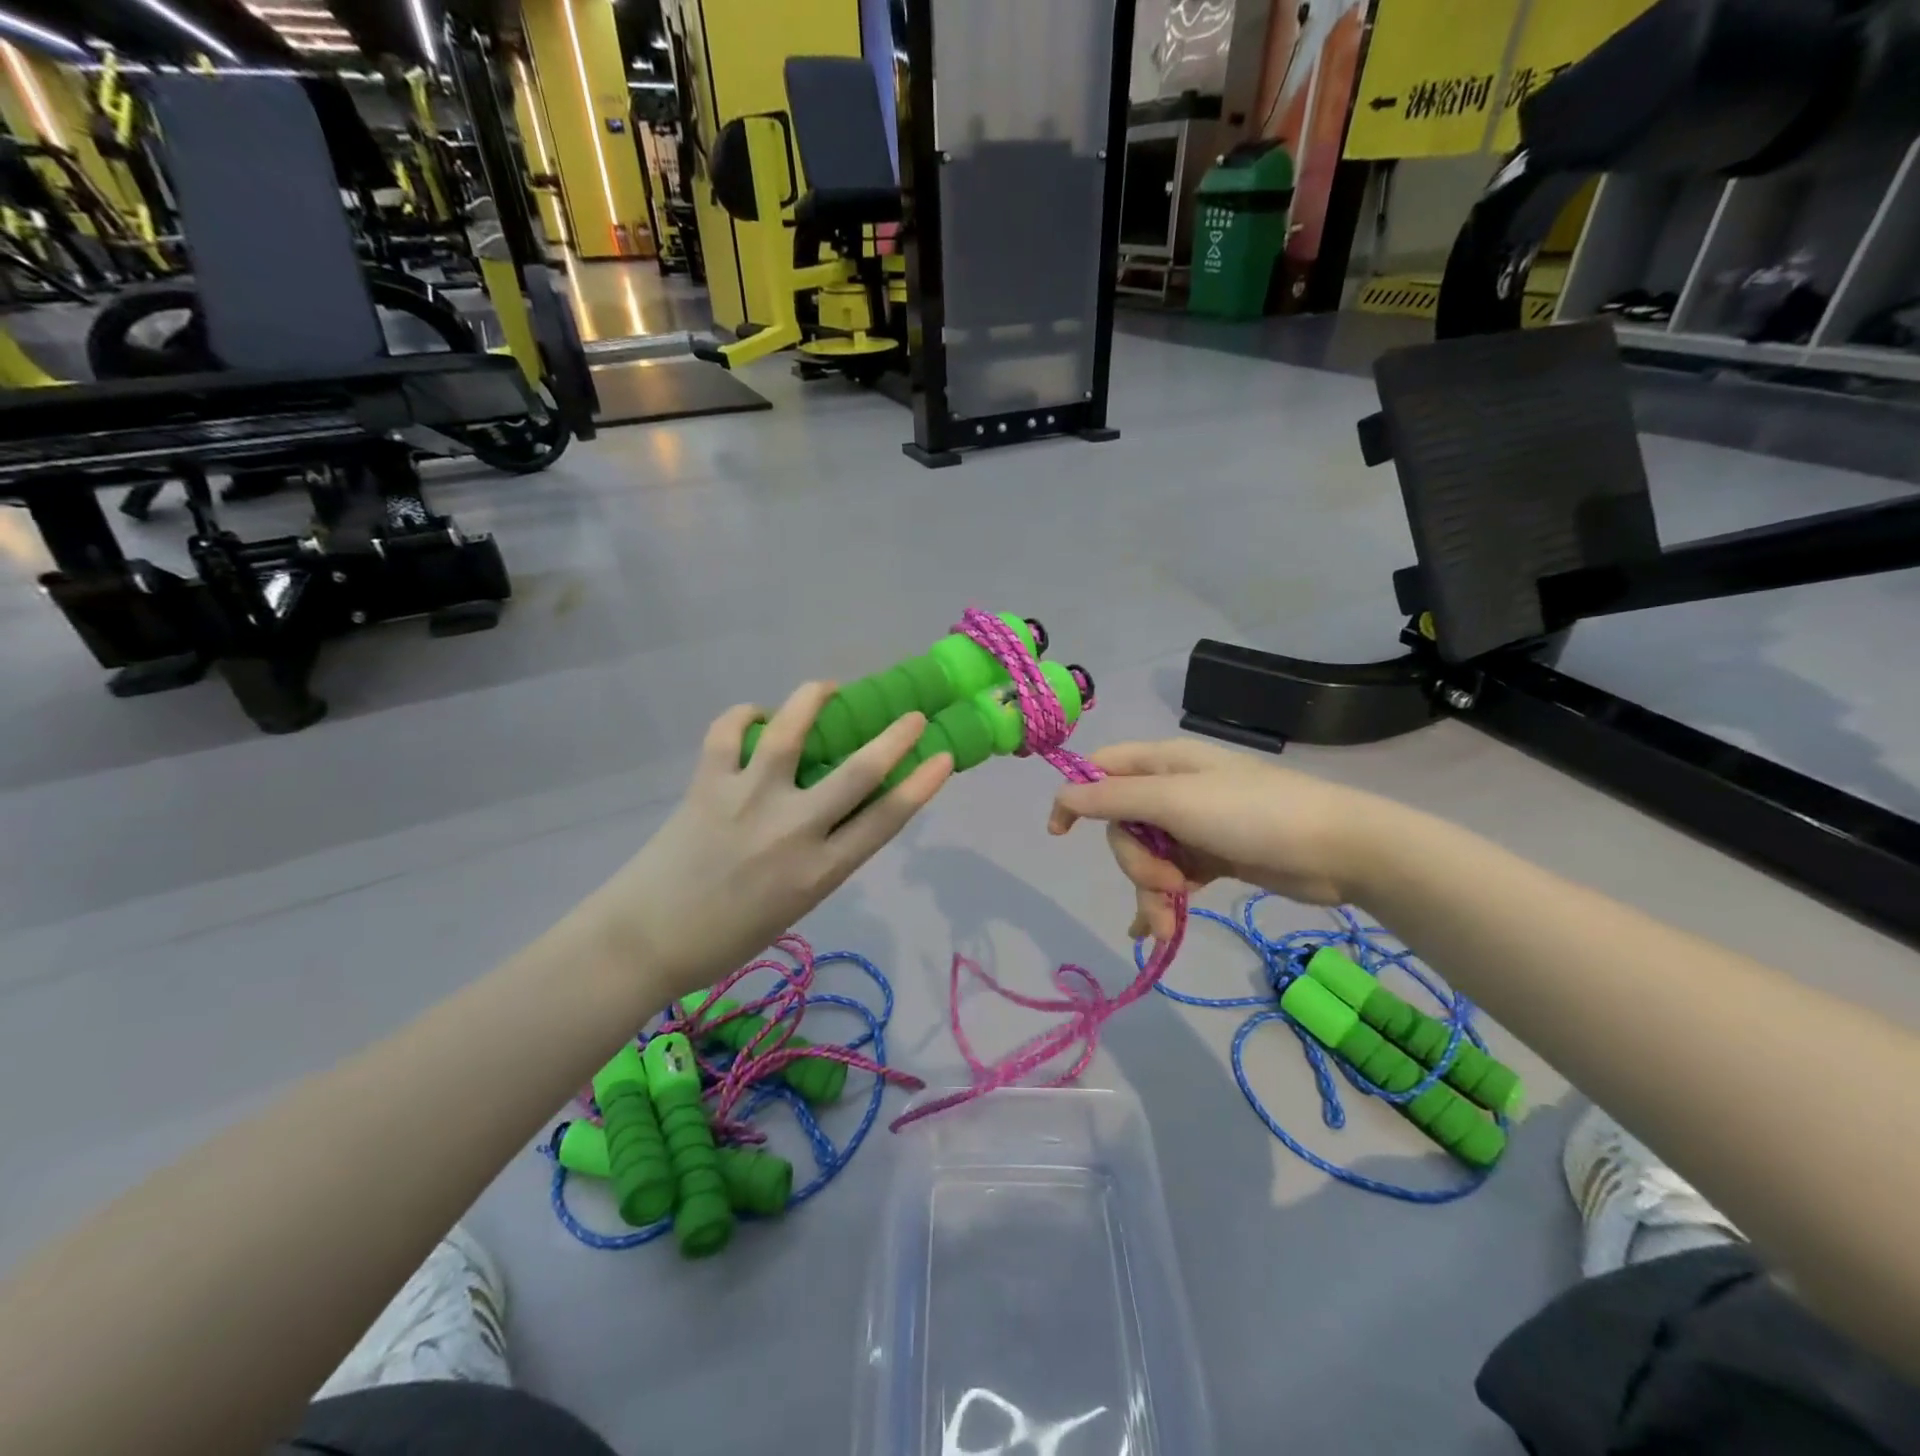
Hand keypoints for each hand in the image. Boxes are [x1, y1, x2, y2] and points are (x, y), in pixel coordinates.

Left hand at [572, 682, 952, 1003]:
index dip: (921, 784)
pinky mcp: (708, 784)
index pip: (885, 819)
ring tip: (827, 688)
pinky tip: (754, 716)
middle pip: (858, 771)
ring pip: (791, 731)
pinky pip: (728, 732)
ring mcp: (748, 800)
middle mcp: (793, 830)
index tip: (943, 757)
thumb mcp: (796, 906)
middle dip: (895, 737)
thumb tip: (837, 810)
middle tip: (912, 716)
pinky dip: (744, 715)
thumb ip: (823, 858)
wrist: (646, 942)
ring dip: (814, 699)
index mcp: (820, 872)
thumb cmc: (728, 936)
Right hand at [1046, 739, 1393, 939]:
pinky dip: (1164, 901)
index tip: (1059, 834)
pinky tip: (1156, 931)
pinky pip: (1172, 876)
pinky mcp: (1213, 856)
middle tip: (1164, 882)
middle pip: (1123, 824)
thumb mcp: (1175, 802)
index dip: (1076, 797)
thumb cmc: (1251, 814)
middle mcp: (1174, 789)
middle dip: (1134, 861)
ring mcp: (1194, 824)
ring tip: (1168, 922)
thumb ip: (1114, 799)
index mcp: (1164, 763)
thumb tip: (1062, 795)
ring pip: (1147, 856)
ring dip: (1151, 890)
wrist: (1336, 849)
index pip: (1102, 770)